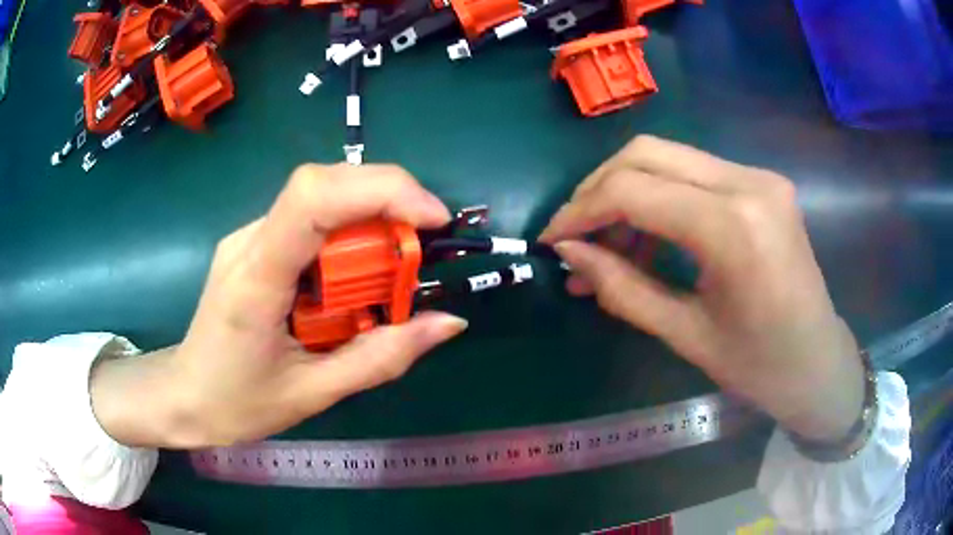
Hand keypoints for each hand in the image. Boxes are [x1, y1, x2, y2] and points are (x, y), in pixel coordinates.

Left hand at [91, 164, 467, 447]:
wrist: (183, 395)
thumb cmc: (237, 403)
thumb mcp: (314, 393)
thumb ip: (381, 357)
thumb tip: (449, 322)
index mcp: (256, 278)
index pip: (313, 198)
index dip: (382, 190)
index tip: (432, 221)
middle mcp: (250, 240)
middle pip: (324, 185)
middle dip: (387, 204)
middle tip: (419, 253)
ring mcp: (249, 237)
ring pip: (320, 199)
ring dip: (370, 221)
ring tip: (390, 275)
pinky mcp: (255, 245)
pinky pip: (310, 221)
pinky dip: (348, 236)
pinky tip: (354, 278)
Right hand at [539, 136, 863, 442]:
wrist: (819, 363)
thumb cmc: (759, 367)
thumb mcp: (685, 334)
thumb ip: (621, 287)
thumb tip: (569, 253)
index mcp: (733, 227)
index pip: (633, 190)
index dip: (580, 211)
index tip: (552, 241)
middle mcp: (748, 183)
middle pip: (646, 153)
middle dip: (597, 189)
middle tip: (575, 235)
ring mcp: (759, 177)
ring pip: (668, 157)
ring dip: (627, 192)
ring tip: (608, 245)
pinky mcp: (762, 183)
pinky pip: (694, 174)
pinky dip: (659, 197)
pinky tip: (649, 237)